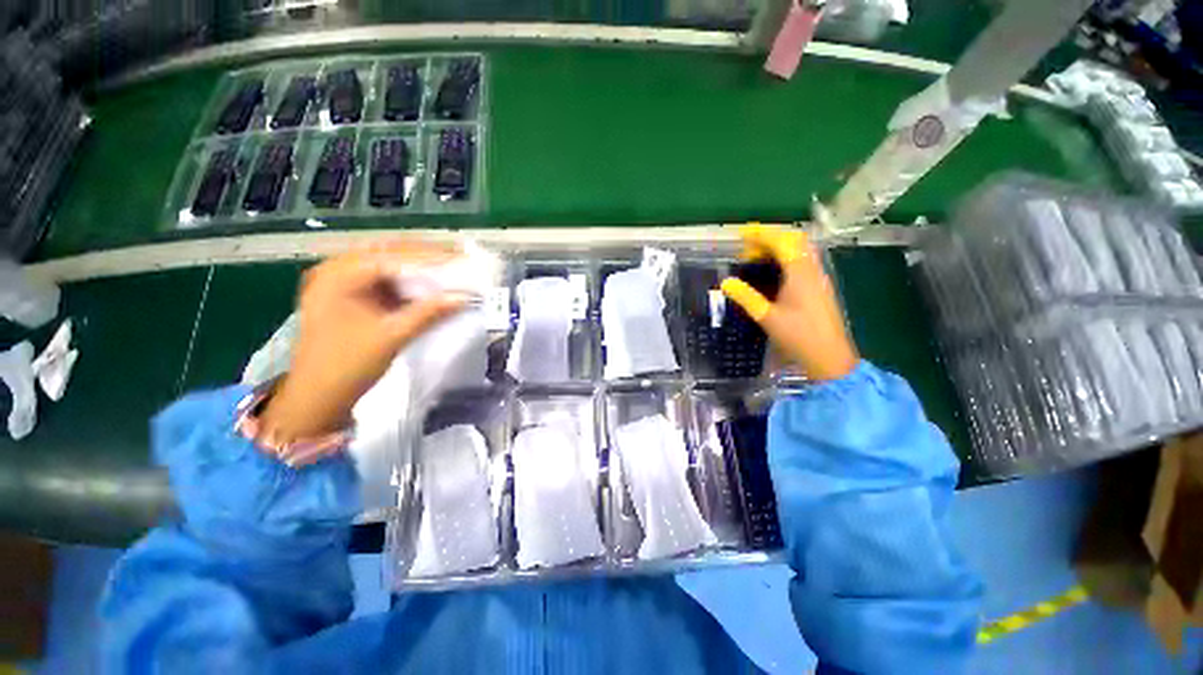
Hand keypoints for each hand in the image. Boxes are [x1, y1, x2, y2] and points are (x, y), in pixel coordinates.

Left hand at [260, 243, 465, 442]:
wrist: (317, 397)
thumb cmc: (347, 366)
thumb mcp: (392, 336)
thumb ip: (430, 313)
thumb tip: (465, 297)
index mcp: (338, 275)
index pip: (391, 255)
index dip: (430, 256)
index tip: (461, 257)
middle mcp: (337, 271)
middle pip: (389, 254)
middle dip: (426, 257)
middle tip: (460, 258)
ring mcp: (343, 283)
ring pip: (389, 266)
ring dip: (419, 268)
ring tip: (451, 267)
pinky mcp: (352, 298)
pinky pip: (386, 282)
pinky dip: (409, 283)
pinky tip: (431, 284)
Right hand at [720, 224, 858, 380]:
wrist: (829, 357)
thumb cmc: (798, 337)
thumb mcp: (767, 317)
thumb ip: (746, 297)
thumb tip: (725, 282)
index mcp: (800, 274)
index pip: (782, 242)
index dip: (761, 234)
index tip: (741, 234)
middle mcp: (812, 270)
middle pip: (795, 240)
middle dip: (770, 237)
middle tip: (748, 247)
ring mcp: (819, 278)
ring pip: (800, 250)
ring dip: (779, 247)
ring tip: (756, 257)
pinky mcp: (819, 287)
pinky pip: (802, 261)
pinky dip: (786, 258)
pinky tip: (773, 272)